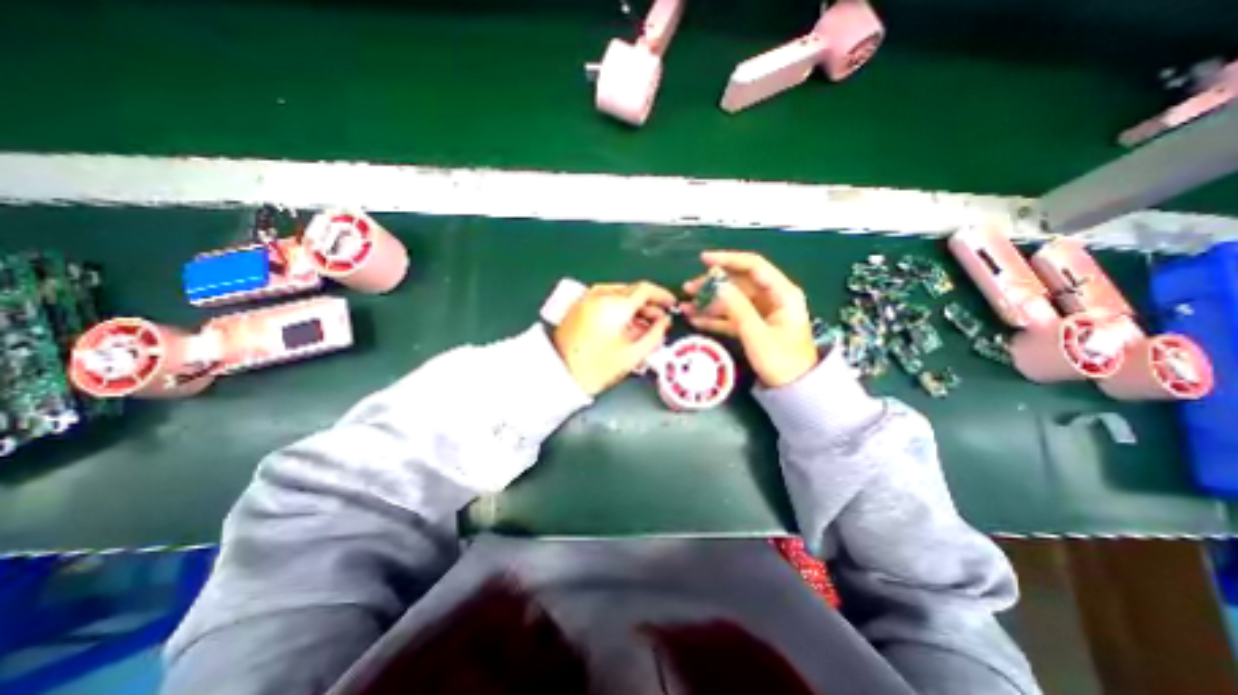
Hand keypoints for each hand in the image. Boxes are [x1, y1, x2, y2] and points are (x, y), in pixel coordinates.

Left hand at [556, 279, 674, 392]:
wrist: (559, 374)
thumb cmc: (597, 368)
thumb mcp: (633, 355)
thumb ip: (655, 335)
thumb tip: (665, 322)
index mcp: (614, 304)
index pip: (645, 289)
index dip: (662, 296)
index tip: (671, 305)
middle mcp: (600, 295)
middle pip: (632, 291)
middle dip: (648, 304)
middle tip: (659, 321)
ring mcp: (587, 299)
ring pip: (619, 295)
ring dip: (634, 306)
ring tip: (643, 327)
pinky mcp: (578, 306)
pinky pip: (605, 300)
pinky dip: (619, 308)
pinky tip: (624, 325)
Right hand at [681, 249, 820, 390]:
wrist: (794, 389)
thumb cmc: (782, 361)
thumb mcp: (757, 334)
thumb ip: (737, 308)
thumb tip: (717, 285)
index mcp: (782, 293)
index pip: (753, 266)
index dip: (728, 260)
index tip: (704, 260)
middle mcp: (772, 298)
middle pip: (738, 283)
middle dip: (712, 285)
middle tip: (688, 289)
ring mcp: (761, 312)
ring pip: (731, 300)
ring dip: (709, 303)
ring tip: (686, 306)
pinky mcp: (753, 326)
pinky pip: (731, 316)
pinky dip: (714, 317)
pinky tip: (696, 319)